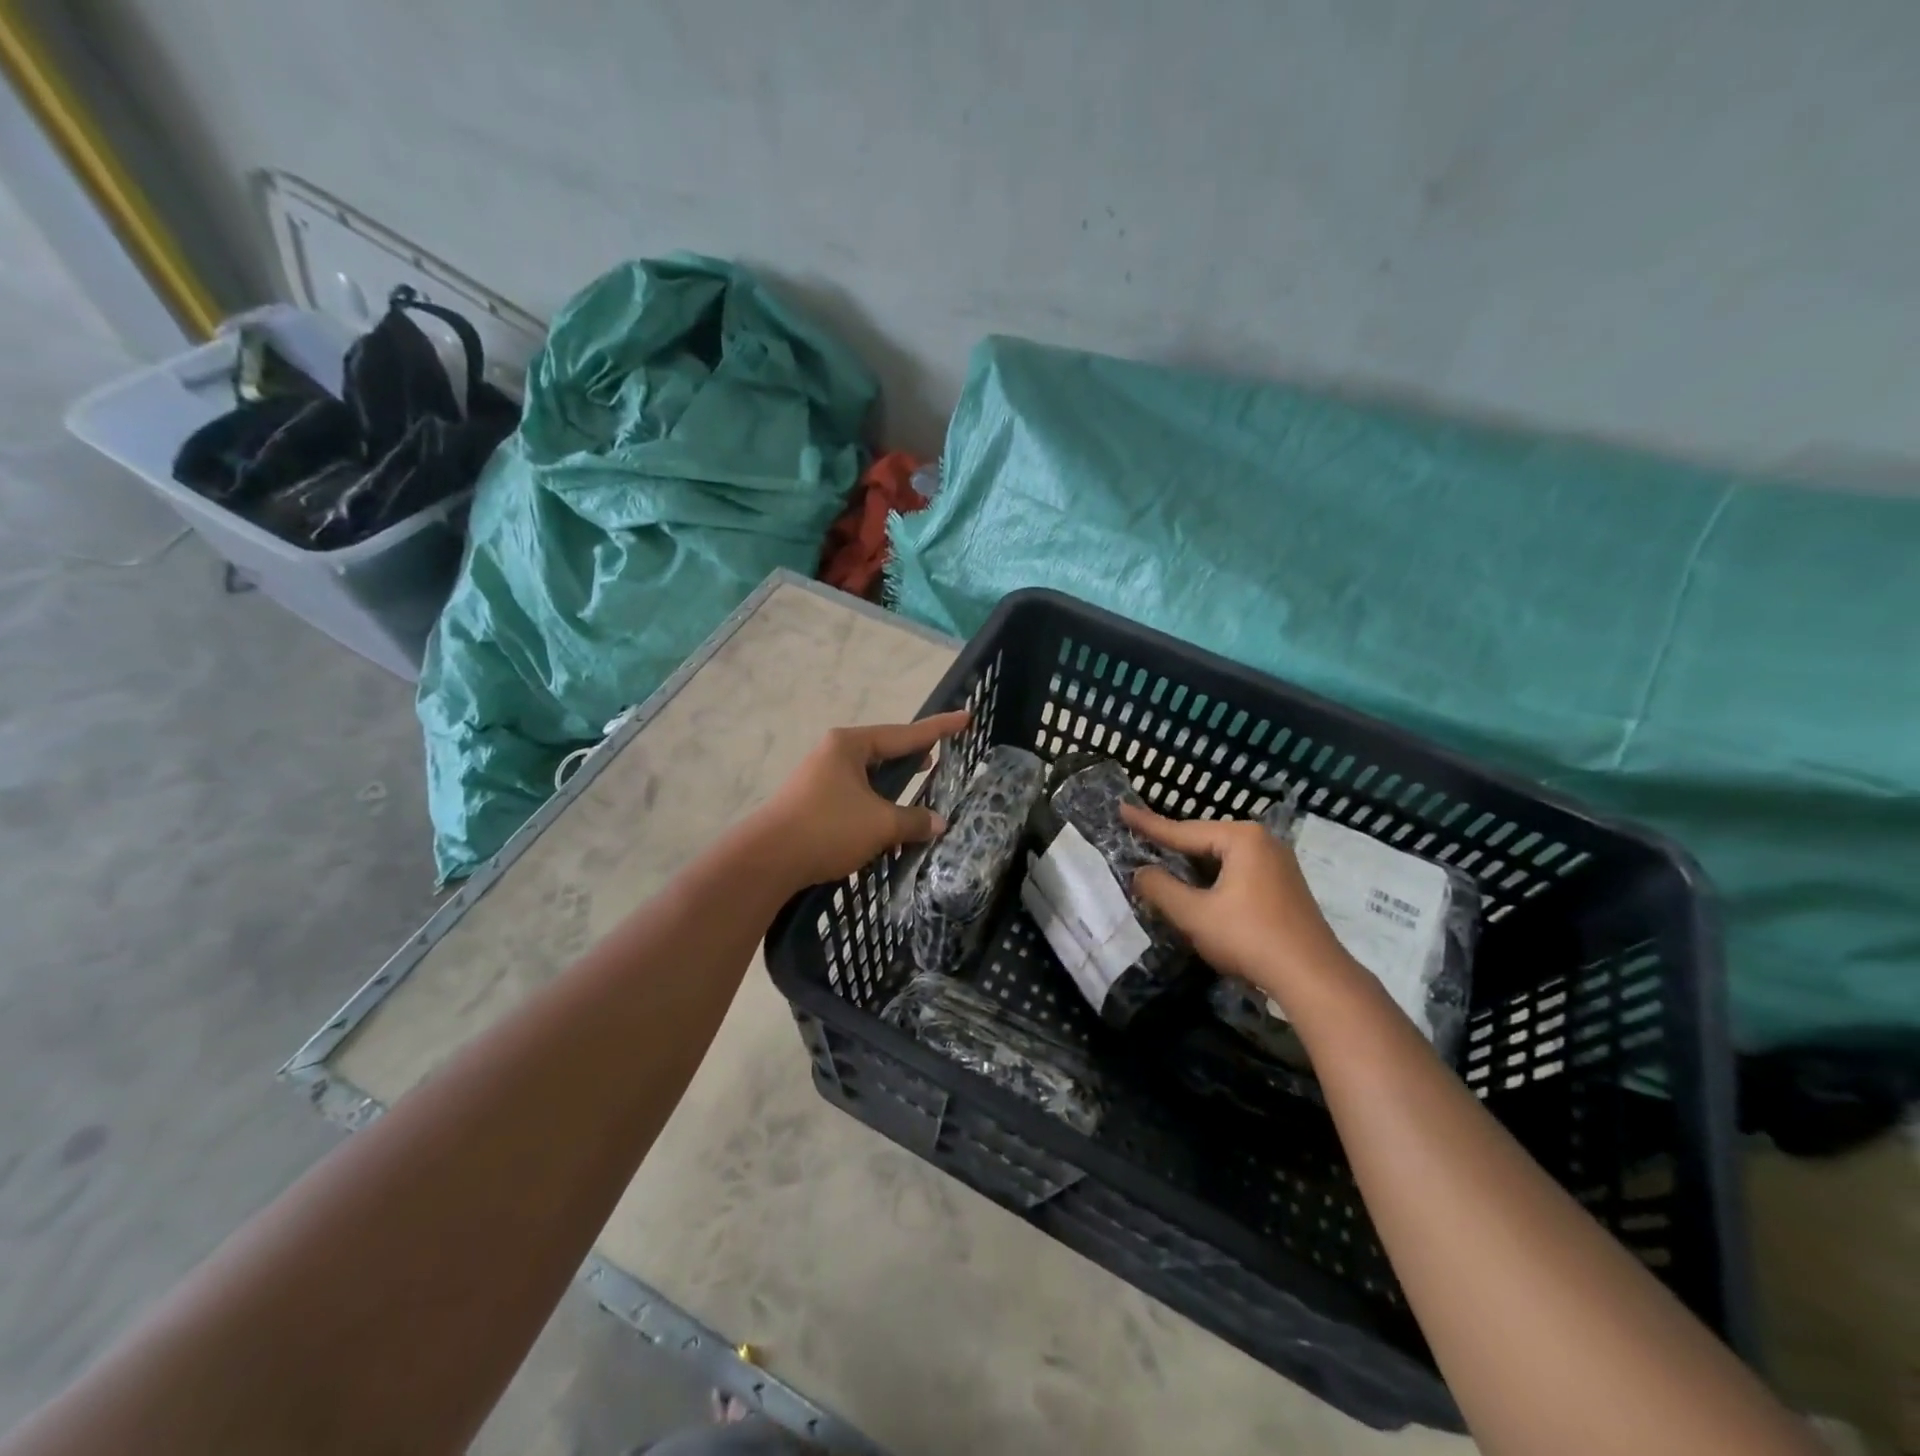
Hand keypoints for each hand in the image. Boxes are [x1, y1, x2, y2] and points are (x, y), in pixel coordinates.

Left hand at [752, 712, 970, 888]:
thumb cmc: (827, 828)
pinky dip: (877, 802)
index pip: (905, 734)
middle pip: (884, 750)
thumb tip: (938, 823)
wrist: (766, 860)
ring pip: (869, 776)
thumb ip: (913, 820)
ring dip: (894, 784)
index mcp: (850, 745)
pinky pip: (856, 795)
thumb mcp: (880, 823)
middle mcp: (834, 753)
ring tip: (918, 782)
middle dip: (913, 755)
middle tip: (940, 755)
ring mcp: (819, 777)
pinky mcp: (812, 802)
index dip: (938, 728)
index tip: (964, 717)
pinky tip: (888, 819)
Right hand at [1119, 803, 1358, 1011]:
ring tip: (1163, 864)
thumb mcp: (1194, 914)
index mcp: (1241, 838)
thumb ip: (1161, 889)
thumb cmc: (1249, 938)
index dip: (1148, 824)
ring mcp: (1279, 864)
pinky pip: (1239, 872)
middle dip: (1173, 846)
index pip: (1183, 830)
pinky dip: (1214, 878)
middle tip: (1140, 839)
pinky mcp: (1285, 887)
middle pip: (1205, 841)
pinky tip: (1200, 890)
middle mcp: (1263, 842)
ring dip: (1193, 866)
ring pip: (1222, 858)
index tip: (1121, 809)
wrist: (1313, 978)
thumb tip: (1140, 872)